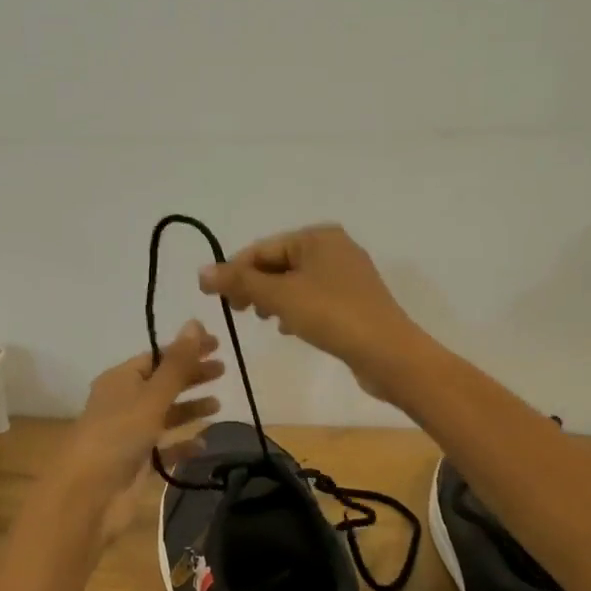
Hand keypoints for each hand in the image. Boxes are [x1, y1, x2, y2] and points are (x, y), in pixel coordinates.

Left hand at [59, 322, 223, 538]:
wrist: (88, 495)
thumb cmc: (118, 435)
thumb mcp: (152, 396)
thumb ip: (177, 364)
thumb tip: (195, 323)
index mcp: (120, 380)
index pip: (157, 356)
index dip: (186, 349)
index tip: (217, 344)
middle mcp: (124, 403)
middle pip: (163, 383)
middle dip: (191, 377)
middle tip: (223, 371)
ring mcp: (130, 434)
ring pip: (165, 415)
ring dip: (189, 408)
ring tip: (217, 406)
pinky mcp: (138, 463)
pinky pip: (166, 448)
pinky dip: (183, 444)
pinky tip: (203, 443)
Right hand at [198, 224, 424, 399]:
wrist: (388, 353)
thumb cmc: (332, 315)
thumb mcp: (280, 296)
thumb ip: (240, 282)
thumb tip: (202, 272)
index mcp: (318, 237)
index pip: (263, 249)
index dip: (234, 271)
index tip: (212, 297)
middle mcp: (334, 248)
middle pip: (279, 263)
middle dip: (254, 285)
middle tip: (237, 311)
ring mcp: (347, 275)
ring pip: (296, 282)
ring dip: (273, 299)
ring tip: (262, 319)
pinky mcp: (354, 300)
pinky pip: (313, 298)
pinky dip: (295, 309)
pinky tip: (288, 328)